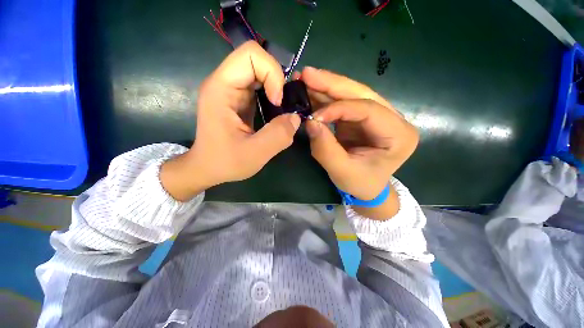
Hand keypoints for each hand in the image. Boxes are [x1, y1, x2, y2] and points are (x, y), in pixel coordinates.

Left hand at [161, 41, 300, 200]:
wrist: (207, 168)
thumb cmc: (225, 162)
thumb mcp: (255, 154)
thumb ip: (278, 135)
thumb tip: (296, 117)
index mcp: (222, 89)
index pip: (251, 54)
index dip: (272, 74)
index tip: (277, 102)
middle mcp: (225, 83)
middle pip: (257, 60)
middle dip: (277, 80)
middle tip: (282, 106)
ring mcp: (232, 90)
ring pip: (260, 72)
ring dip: (276, 88)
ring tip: (280, 110)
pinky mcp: (239, 100)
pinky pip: (260, 86)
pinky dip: (273, 95)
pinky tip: (275, 112)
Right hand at [297, 67, 418, 217]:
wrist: (366, 187)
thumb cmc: (360, 183)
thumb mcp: (342, 172)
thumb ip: (326, 149)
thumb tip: (310, 122)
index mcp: (399, 134)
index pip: (368, 110)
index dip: (338, 108)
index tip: (313, 115)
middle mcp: (392, 119)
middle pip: (361, 93)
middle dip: (332, 83)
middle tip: (307, 74)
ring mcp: (377, 115)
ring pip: (351, 94)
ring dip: (326, 86)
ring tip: (305, 78)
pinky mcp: (362, 118)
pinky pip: (343, 103)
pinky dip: (325, 97)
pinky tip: (311, 91)